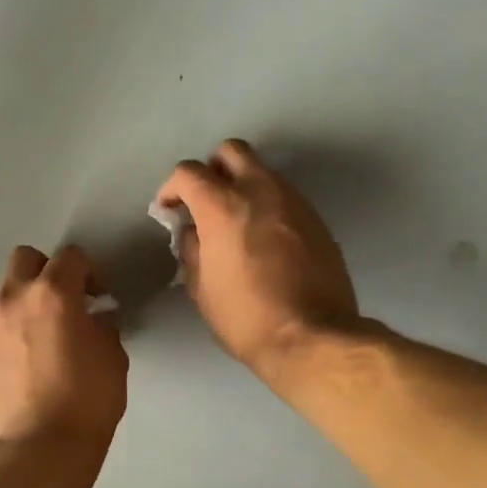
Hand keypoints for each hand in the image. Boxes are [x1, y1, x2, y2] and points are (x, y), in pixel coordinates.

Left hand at [0, 244, 127, 448]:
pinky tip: (36, 355)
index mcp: (52, 293)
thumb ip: (102, 325)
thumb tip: (93, 318)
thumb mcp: (112, 356)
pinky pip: (2, 321)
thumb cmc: (87, 398)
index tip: (100, 295)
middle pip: (26, 258)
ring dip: (31, 299)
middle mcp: (16, 299)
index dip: (90, 270)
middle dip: (49, 270)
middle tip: (69, 299)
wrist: (39, 446)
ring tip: (51, 333)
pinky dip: (18, 325)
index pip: (70, 256)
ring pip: (10, 291)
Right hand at [155, 139, 359, 380]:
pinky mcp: (316, 218)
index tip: (170, 210)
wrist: (313, 336)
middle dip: (212, 169)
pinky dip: (268, 205)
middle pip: (231, 151)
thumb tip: (193, 231)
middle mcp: (260, 190)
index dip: (171, 188)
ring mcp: (293, 201)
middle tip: (206, 201)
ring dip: (243, 185)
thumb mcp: (201, 288)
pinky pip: (284, 196)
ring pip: (263, 171)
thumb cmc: (246, 317)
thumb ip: (191, 249)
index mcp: (222, 206)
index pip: (188, 172)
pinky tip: (265, 238)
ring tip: (237, 222)